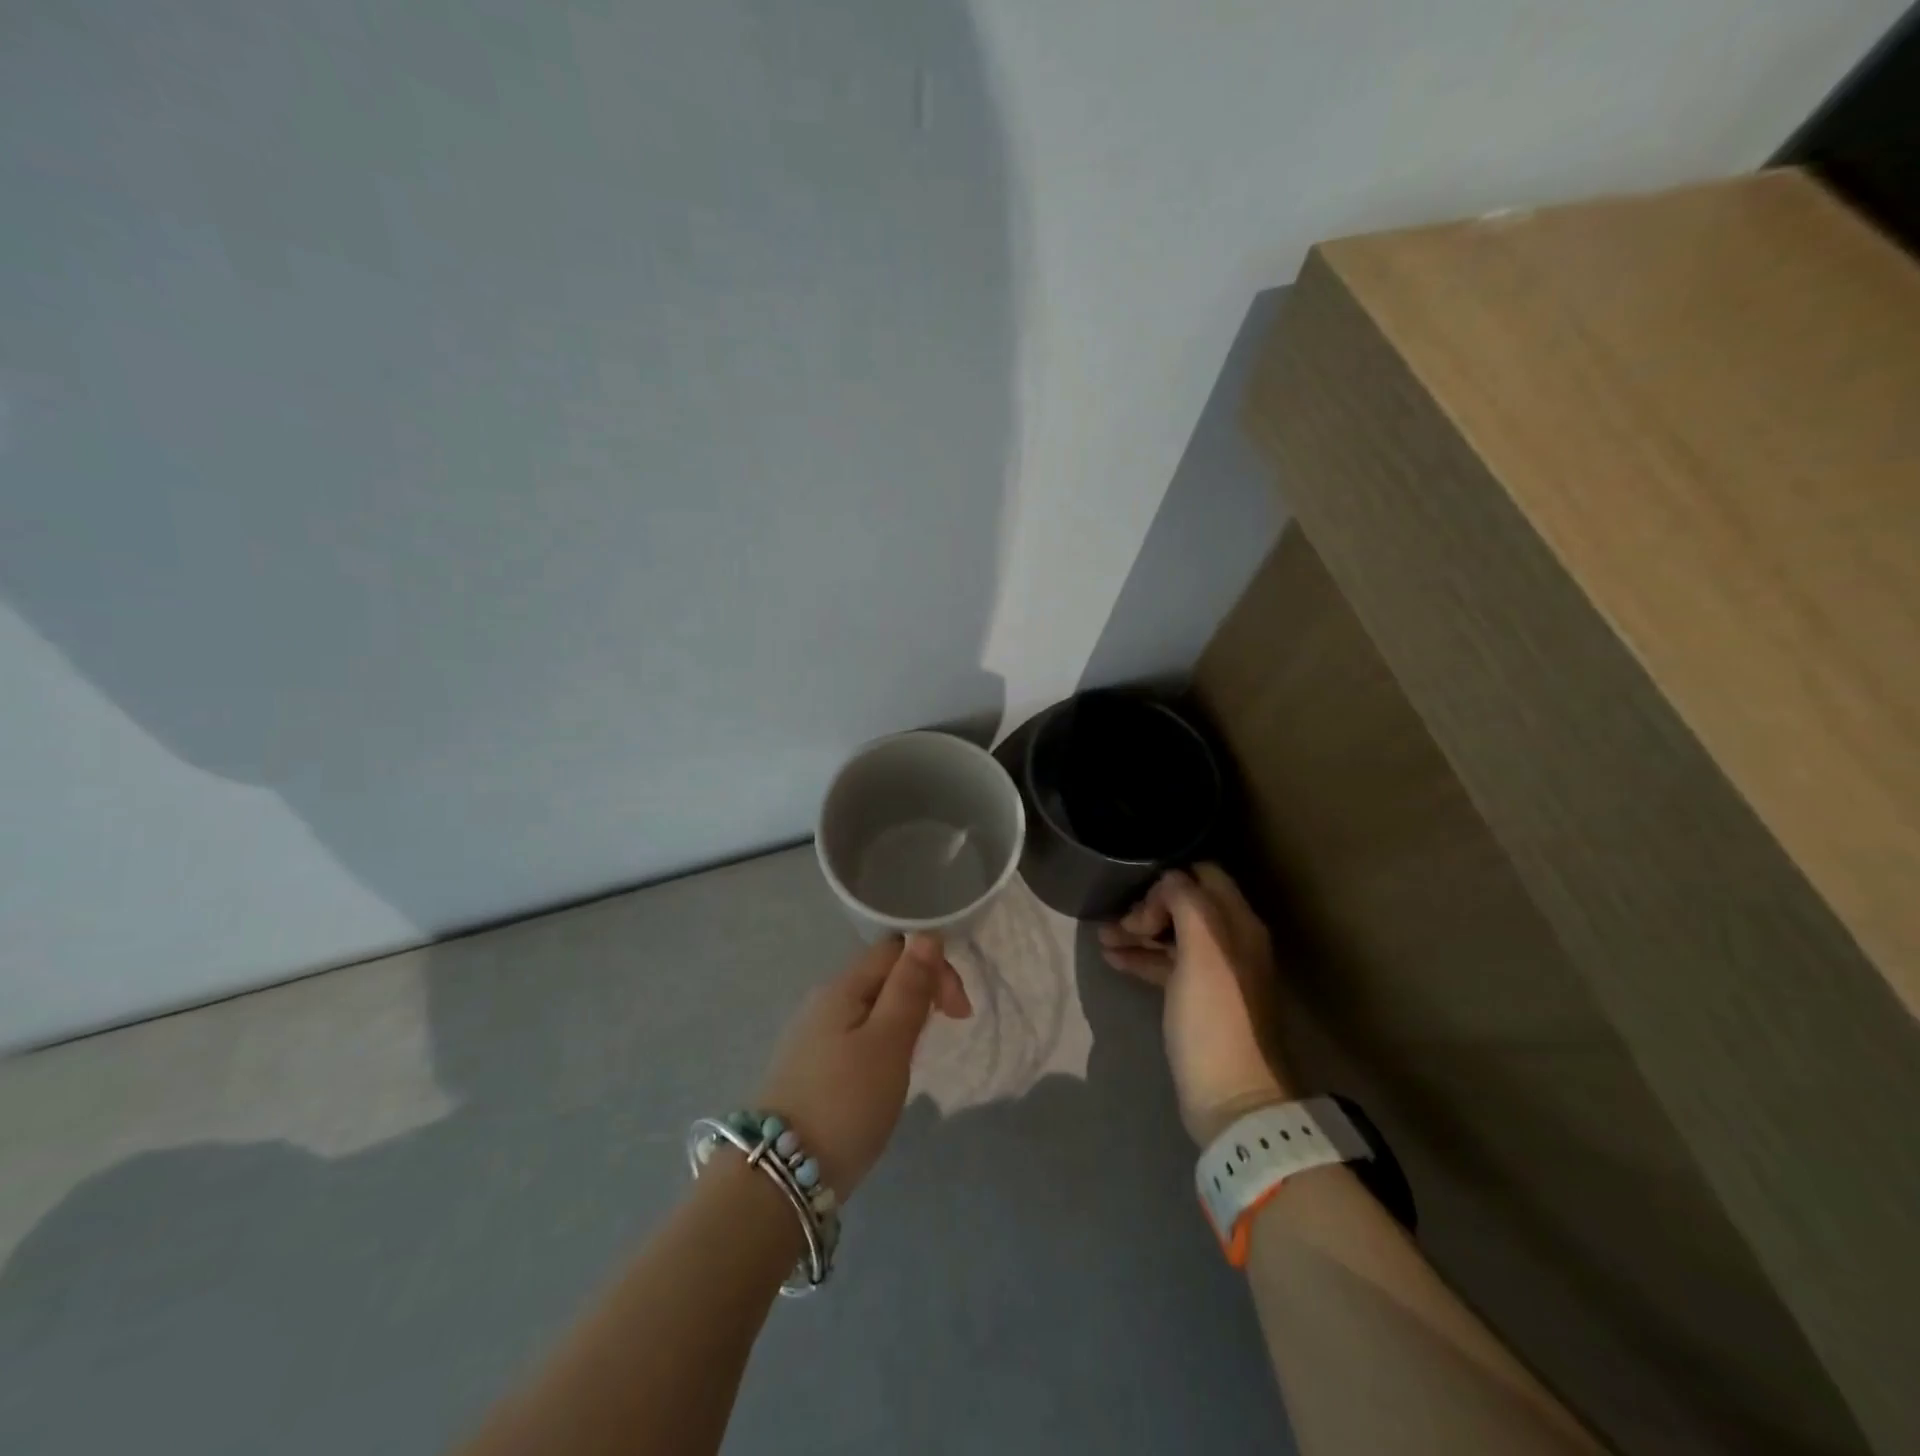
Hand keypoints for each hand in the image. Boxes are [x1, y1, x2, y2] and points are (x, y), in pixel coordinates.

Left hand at [756, 934, 970, 1196]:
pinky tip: (887, 1073)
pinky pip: (857, 1034)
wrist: (780, 1174)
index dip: (934, 966)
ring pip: (872, 1006)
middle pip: (883, 974)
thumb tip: (927, 936)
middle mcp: (824, 999)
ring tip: (917, 1056)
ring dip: (904, 1019)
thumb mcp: (889, 1042)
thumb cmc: (846, 1101)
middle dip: (922, 992)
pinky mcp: (811, 1065)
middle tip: (943, 1032)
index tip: (958, 1012)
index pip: (898, 948)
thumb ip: (909, 987)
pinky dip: (883, 1042)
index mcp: (843, 985)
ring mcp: (814, 1033)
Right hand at [1099, 864, 1292, 1144]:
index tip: (1139, 898)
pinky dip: (1142, 958)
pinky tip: (1112, 960)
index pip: (1205, 875)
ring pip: (1172, 935)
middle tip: (1119, 925)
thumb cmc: (1215, 1017)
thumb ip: (1186, 903)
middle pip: (1186, 904)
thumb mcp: (1202, 950)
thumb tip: (1168, 880)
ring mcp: (1214, 972)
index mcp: (1239, 924)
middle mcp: (1231, 941)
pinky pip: (1167, 965)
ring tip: (1103, 939)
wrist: (1233, 1098)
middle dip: (1148, 906)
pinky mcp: (1197, 1000)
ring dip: (1139, 931)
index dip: (1170, 879)